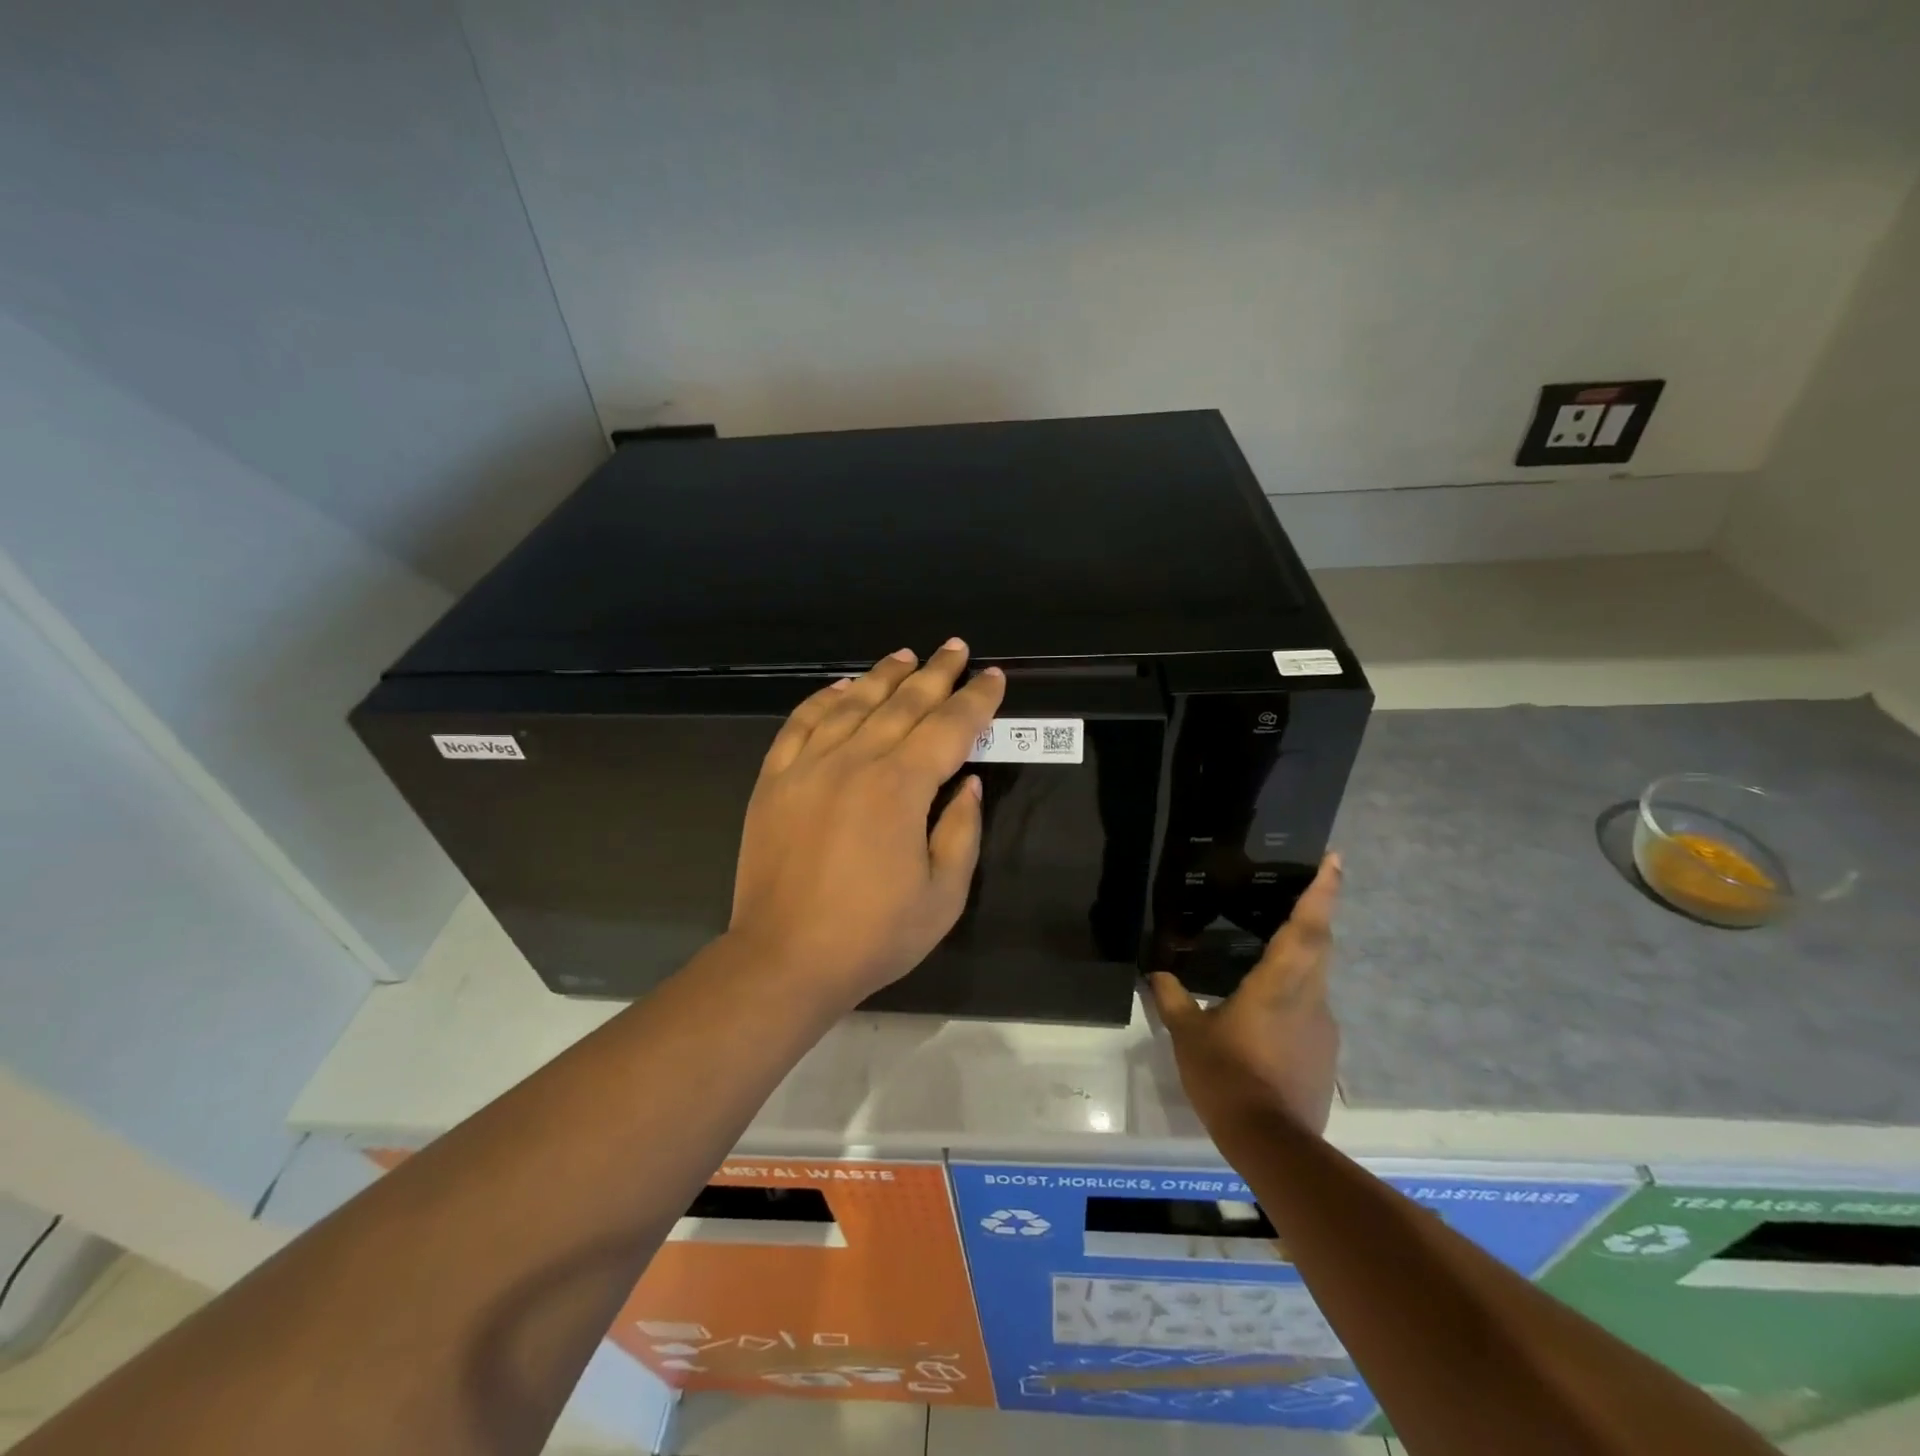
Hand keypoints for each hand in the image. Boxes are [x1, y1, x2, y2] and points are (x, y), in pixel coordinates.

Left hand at [729, 639, 1005, 1005]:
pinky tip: (842, 687)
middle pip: (903, 704)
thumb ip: (961, 830)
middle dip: (936, 673)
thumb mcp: (943, 895)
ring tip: (906, 655)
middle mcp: (855, 761)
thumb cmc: (873, 935)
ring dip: (884, 676)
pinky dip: (824, 698)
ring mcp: (808, 766)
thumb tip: (967, 782)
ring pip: (853, 704)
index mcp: (900, 787)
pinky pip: (802, 723)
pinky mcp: (774, 779)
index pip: (949, 727)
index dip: (976, 700)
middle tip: (956, 648)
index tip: (993, 677)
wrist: (784, 958)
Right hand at [1148, 854, 1343, 1137]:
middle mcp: (1310, 997)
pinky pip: (1312, 1008)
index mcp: (1280, 983)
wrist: (1273, 1143)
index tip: (1335, 860)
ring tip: (1272, 951)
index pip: (1307, 926)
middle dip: (1317, 912)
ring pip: (1317, 977)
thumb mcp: (1189, 1035)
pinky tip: (1266, 1011)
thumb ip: (1174, 1000)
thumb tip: (1156, 974)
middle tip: (1305, 889)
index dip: (1322, 891)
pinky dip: (1296, 995)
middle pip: (1321, 945)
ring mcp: (1323, 1027)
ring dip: (1304, 956)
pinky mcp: (1324, 1053)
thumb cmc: (1227, 1076)